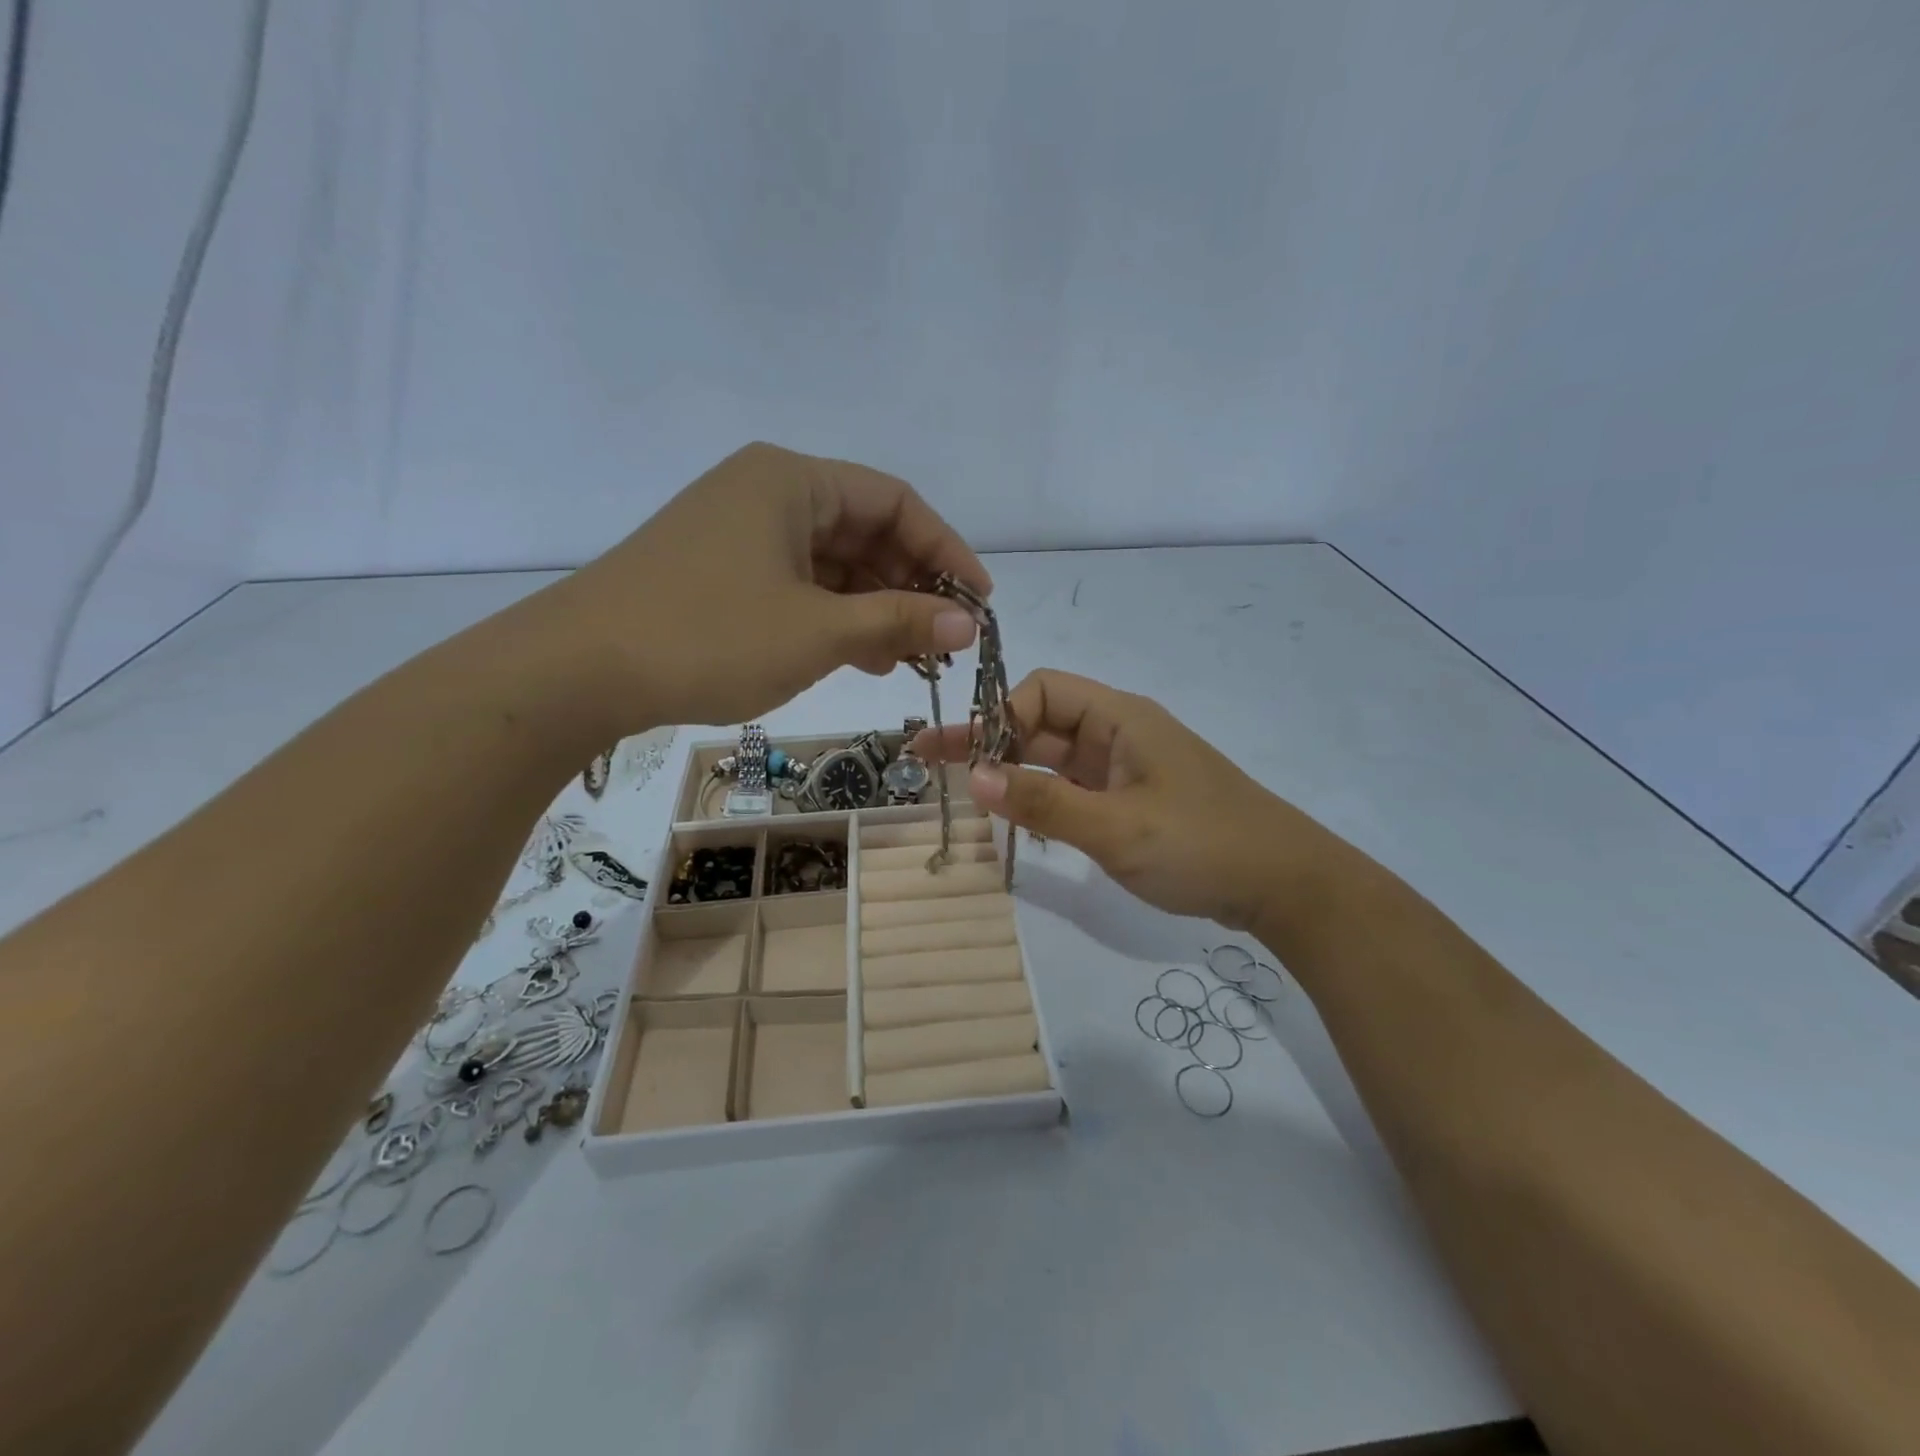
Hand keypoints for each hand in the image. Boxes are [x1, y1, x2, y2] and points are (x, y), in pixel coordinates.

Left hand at [532, 443, 989, 731]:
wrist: (578, 671)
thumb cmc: (709, 636)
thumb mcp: (817, 631)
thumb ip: (897, 621)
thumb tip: (967, 622)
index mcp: (792, 480)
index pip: (896, 501)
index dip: (946, 550)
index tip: (978, 603)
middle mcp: (767, 492)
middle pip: (865, 530)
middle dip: (911, 585)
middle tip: (943, 640)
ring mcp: (740, 533)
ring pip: (832, 563)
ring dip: (876, 607)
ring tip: (909, 658)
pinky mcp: (721, 571)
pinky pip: (799, 585)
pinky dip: (835, 617)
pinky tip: (860, 657)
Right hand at [913, 670, 1335, 931]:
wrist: (1286, 885)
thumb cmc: (1203, 845)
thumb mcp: (1117, 827)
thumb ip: (1043, 802)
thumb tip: (974, 776)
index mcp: (1120, 717)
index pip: (1043, 691)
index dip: (1001, 716)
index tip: (972, 760)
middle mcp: (1118, 734)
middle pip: (1040, 723)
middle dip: (988, 741)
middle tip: (929, 762)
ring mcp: (1124, 770)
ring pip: (1053, 758)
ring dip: (1009, 771)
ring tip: (958, 790)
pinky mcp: (1130, 802)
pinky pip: (1072, 788)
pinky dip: (1039, 798)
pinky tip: (1011, 817)